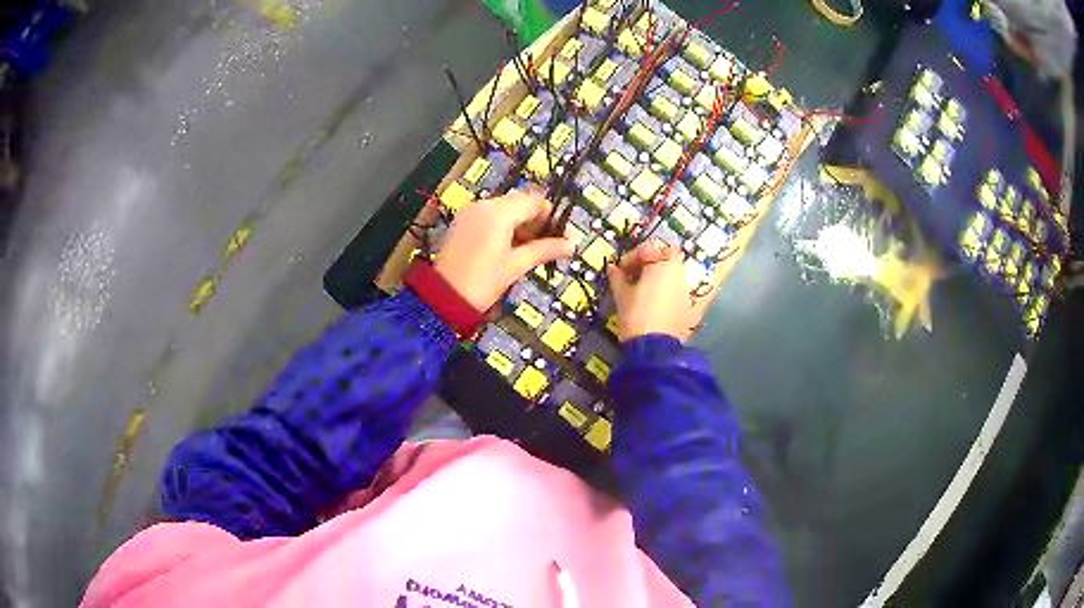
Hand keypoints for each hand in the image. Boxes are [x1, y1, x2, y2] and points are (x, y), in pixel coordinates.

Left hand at [435, 190, 574, 310]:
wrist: (443, 298)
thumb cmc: (483, 282)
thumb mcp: (517, 265)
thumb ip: (545, 249)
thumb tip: (572, 243)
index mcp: (498, 212)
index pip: (533, 200)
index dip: (550, 215)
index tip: (559, 235)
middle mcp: (484, 205)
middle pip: (519, 203)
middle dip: (535, 221)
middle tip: (545, 245)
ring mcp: (470, 213)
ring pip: (504, 210)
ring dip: (519, 225)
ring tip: (527, 251)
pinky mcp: (462, 223)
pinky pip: (490, 217)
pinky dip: (503, 227)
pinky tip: (508, 249)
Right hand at [606, 240, 701, 342]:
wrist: (654, 348)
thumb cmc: (636, 315)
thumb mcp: (622, 295)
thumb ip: (618, 278)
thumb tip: (613, 268)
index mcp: (664, 264)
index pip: (648, 249)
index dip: (632, 257)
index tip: (620, 269)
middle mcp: (679, 273)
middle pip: (666, 258)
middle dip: (649, 263)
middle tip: (633, 275)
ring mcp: (686, 290)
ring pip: (672, 274)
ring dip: (658, 276)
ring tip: (641, 289)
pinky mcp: (688, 306)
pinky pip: (675, 289)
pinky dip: (664, 290)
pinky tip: (651, 302)